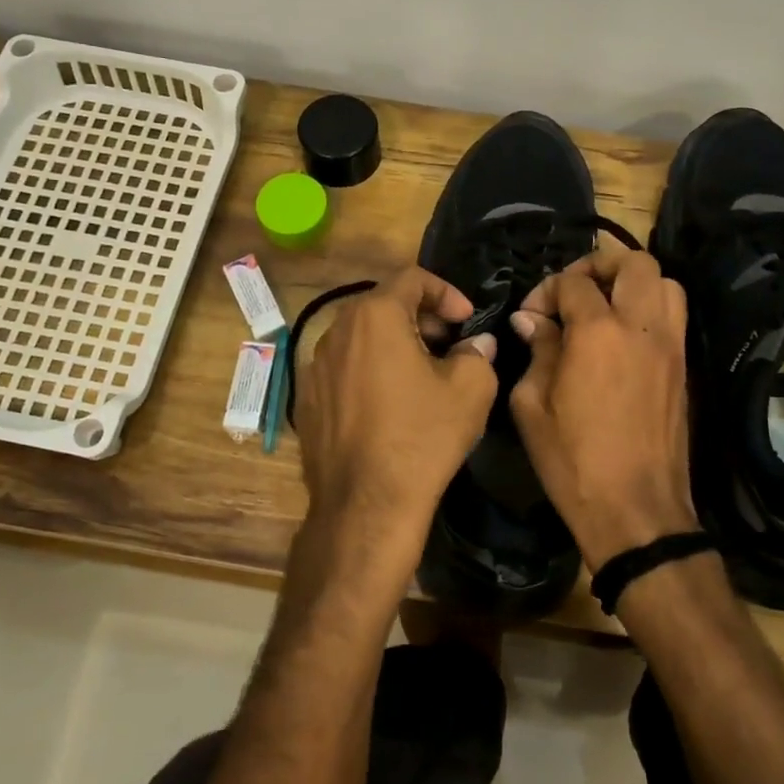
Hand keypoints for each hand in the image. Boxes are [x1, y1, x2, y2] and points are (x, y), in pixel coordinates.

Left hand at [293, 266, 497, 583]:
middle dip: (421, 318)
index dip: (446, 293)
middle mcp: (336, 331)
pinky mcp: (306, 400)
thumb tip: (476, 343)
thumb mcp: (470, 389)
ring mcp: (314, 367)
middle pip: (383, 306)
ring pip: (361, 338)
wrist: (367, 505)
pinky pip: (343, 370)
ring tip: (422, 375)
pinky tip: (389, 406)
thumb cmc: (423, 437)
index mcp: (375, 316)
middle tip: (449, 346)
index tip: (467, 321)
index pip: (412, 279)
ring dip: (394, 345)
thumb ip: (477, 352)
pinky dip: (369, 372)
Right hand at [510, 243, 698, 569]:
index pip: (573, 282)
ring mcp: (671, 346)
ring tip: (604, 306)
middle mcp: (642, 326)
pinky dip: (650, 308)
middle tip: (573, 290)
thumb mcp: (533, 405)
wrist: (636, 510)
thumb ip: (536, 351)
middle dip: (599, 264)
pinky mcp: (685, 368)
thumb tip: (533, 321)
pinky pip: (674, 316)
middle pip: (634, 262)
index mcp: (598, 332)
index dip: (545, 290)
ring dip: (632, 282)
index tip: (530, 316)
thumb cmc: (573, 461)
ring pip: (665, 282)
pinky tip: (623, 336)